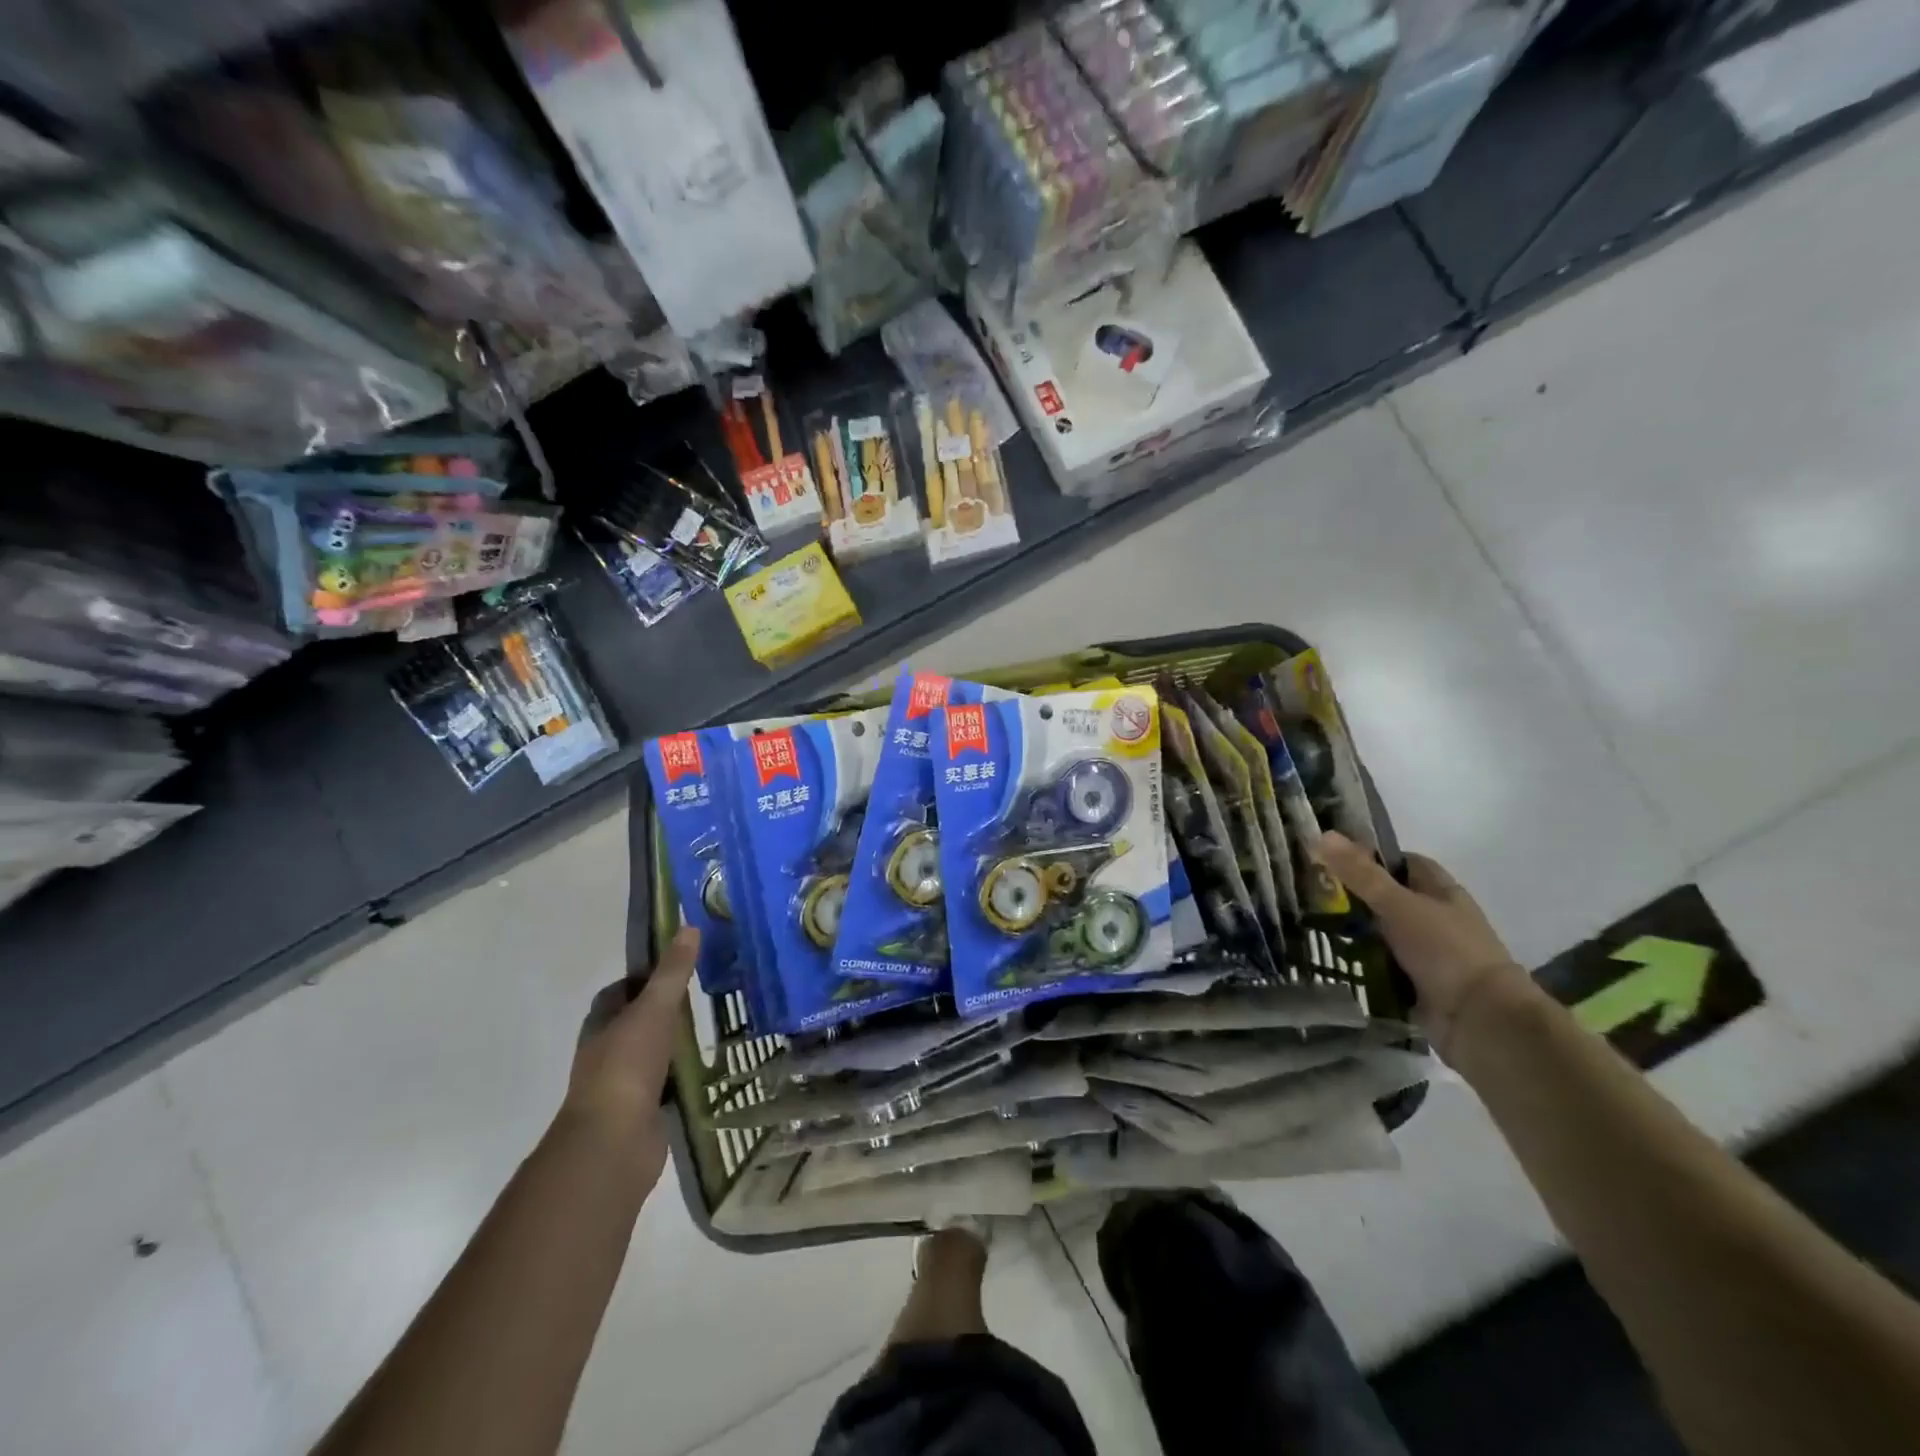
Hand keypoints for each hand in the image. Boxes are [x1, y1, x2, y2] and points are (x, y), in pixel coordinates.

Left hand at [561, 927, 697, 1184]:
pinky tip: (705, 1070)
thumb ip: (672, 972)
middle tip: (700, 996)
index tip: (676, 968)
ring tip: (708, 1030)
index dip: (643, 977)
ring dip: (672, 1045)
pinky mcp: (640, 1113)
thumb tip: (688, 927)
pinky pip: (663, 1086)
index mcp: (601, 1025)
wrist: (614, 1141)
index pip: (619, 991)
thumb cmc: (628, 1066)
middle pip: (634, 1022)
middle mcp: (607, 1052)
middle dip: (661, 1011)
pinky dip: (680, 1077)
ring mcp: (622, 1085)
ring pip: (649, 1054)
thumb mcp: (654, 1009)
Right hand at [1319, 833, 1533, 1056]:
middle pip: (1387, 898)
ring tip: (1307, 926)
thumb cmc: (1445, 951)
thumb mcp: (1397, 905)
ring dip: (1352, 933)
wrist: (1480, 1021)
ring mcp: (1426, 953)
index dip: (1370, 857)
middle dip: (1352, 898)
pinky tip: (1328, 959)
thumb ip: (1360, 873)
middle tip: (1309, 894)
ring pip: (1380, 934)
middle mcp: (1435, 918)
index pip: (1403, 863)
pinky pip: (1379, 966)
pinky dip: (1359, 964)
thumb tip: (1322, 835)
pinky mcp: (1415, 984)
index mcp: (1440, 892)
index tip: (1331, 860)